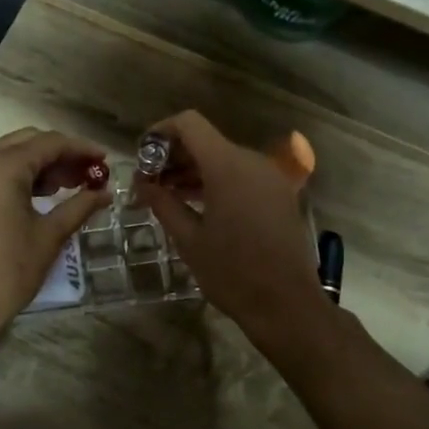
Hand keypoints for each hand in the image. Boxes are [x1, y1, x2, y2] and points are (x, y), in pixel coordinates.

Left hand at [0, 128, 110, 342]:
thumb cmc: (8, 272)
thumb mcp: (49, 236)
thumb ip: (79, 206)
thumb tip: (105, 193)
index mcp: (1, 166)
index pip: (49, 142)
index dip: (81, 149)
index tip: (105, 160)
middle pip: (25, 142)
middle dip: (59, 154)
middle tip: (87, 174)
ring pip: (5, 155)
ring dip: (36, 164)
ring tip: (66, 186)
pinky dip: (13, 176)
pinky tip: (34, 196)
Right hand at [133, 111, 329, 341]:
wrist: (286, 304)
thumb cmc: (231, 272)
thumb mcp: (189, 239)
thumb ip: (163, 203)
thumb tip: (142, 184)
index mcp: (227, 166)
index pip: (190, 124)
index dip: (161, 131)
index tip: (142, 155)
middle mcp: (252, 161)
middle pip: (206, 140)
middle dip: (174, 156)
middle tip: (148, 183)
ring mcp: (269, 177)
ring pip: (223, 158)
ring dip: (194, 170)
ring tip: (166, 195)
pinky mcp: (278, 194)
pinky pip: (241, 175)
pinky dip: (216, 181)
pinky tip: (197, 205)